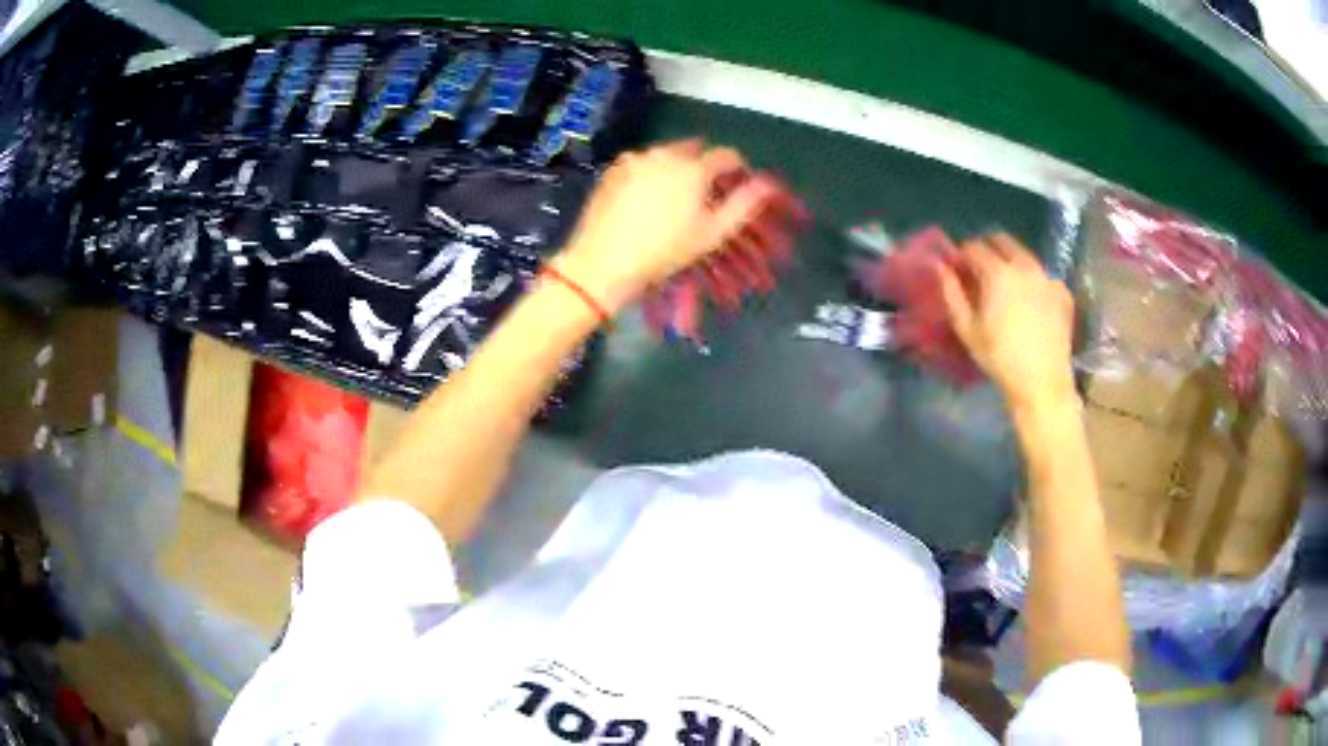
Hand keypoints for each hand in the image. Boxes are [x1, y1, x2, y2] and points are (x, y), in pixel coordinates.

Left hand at [553, 140, 793, 313]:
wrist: (604, 262)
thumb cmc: (664, 251)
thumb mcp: (711, 233)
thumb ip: (743, 204)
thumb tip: (768, 183)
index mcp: (693, 168)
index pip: (727, 156)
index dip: (736, 169)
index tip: (736, 185)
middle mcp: (664, 154)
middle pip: (695, 151)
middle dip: (704, 166)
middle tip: (703, 195)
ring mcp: (635, 159)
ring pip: (666, 155)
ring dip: (676, 168)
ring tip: (673, 198)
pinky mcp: (613, 169)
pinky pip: (641, 163)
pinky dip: (650, 173)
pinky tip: (645, 199)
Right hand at [938, 233, 1075, 411]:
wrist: (1043, 382)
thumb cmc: (1000, 358)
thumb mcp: (968, 329)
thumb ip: (952, 293)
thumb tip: (941, 266)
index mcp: (998, 272)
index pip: (975, 247)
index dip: (963, 255)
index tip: (959, 268)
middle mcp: (1025, 266)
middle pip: (1002, 240)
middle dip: (988, 249)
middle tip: (981, 270)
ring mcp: (1047, 277)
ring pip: (1025, 255)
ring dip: (1012, 262)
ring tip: (1008, 287)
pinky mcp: (1062, 291)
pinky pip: (1043, 275)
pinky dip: (1033, 280)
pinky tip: (1031, 303)